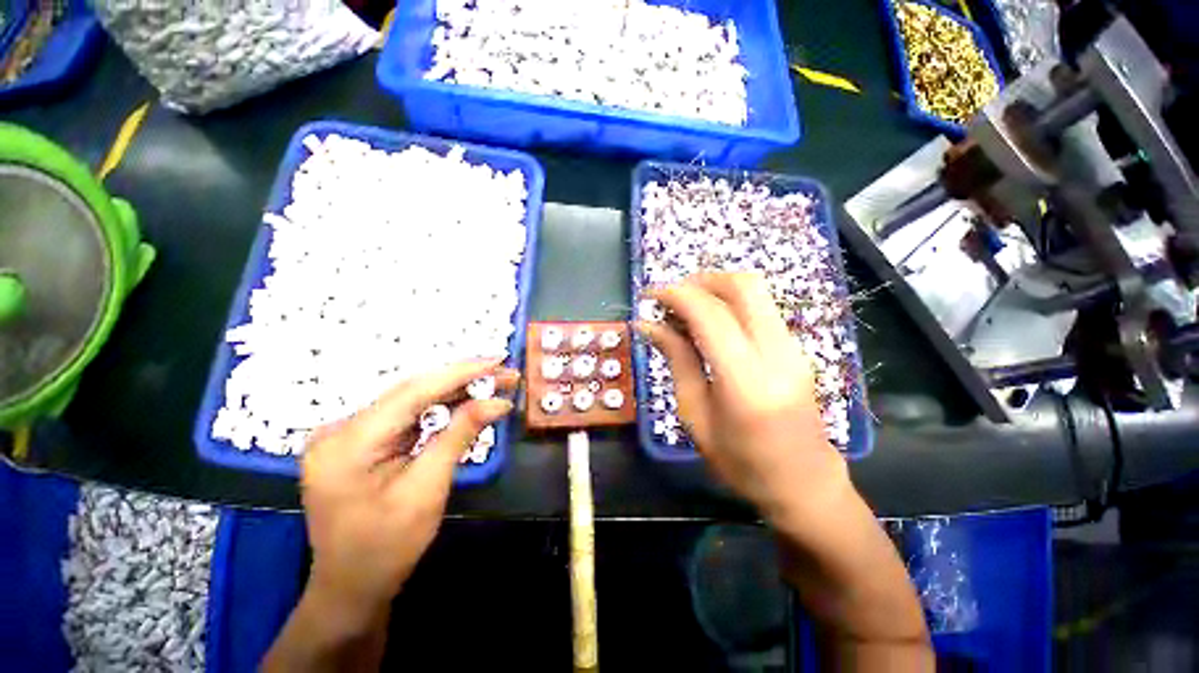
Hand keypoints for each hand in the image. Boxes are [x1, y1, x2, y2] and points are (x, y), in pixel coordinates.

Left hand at [300, 360, 517, 623]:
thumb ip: (460, 434)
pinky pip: (406, 415)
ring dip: (455, 391)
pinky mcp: (359, 441)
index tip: (498, 360)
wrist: (351, 588)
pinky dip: (439, 408)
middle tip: (505, 373)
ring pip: (411, 400)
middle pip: (412, 392)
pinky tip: (467, 401)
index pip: (413, 392)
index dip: (460, 372)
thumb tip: (498, 401)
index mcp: (348, 442)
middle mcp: (340, 429)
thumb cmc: (387, 547)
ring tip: (494, 383)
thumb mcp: (428, 488)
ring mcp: (347, 434)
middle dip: (463, 380)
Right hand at [637, 272, 850, 523]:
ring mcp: (793, 348)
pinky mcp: (796, 348)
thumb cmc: (741, 464)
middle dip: (701, 281)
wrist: (805, 484)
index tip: (649, 296)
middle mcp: (777, 354)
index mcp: (746, 382)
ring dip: (715, 289)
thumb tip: (648, 326)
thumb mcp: (695, 416)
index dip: (676, 295)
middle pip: (743, 286)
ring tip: (685, 309)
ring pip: (755, 291)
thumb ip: (677, 361)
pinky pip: (760, 308)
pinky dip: (729, 303)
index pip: (711, 315)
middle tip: (671, 297)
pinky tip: (708, 323)